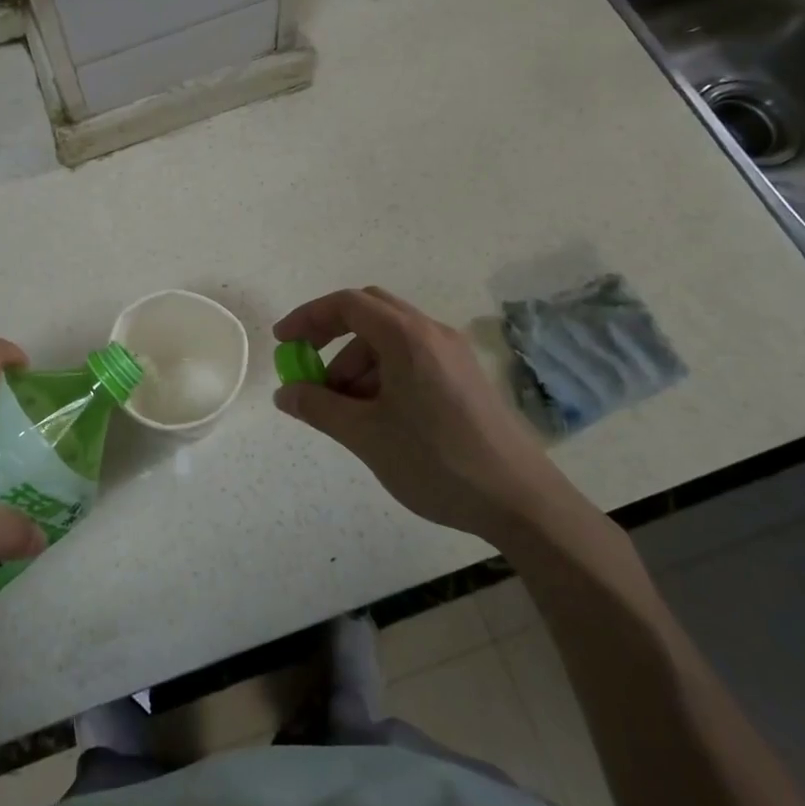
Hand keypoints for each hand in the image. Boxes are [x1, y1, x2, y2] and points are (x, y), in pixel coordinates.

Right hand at [273, 287, 575, 541]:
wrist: (521, 501)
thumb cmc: (437, 461)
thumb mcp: (366, 436)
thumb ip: (319, 407)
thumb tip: (286, 393)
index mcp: (407, 337)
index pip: (347, 304)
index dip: (309, 317)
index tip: (283, 342)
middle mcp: (432, 333)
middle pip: (370, 312)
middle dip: (331, 336)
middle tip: (308, 368)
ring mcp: (453, 354)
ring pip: (390, 339)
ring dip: (356, 362)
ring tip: (343, 409)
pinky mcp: (464, 377)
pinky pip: (412, 357)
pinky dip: (383, 373)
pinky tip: (378, 415)